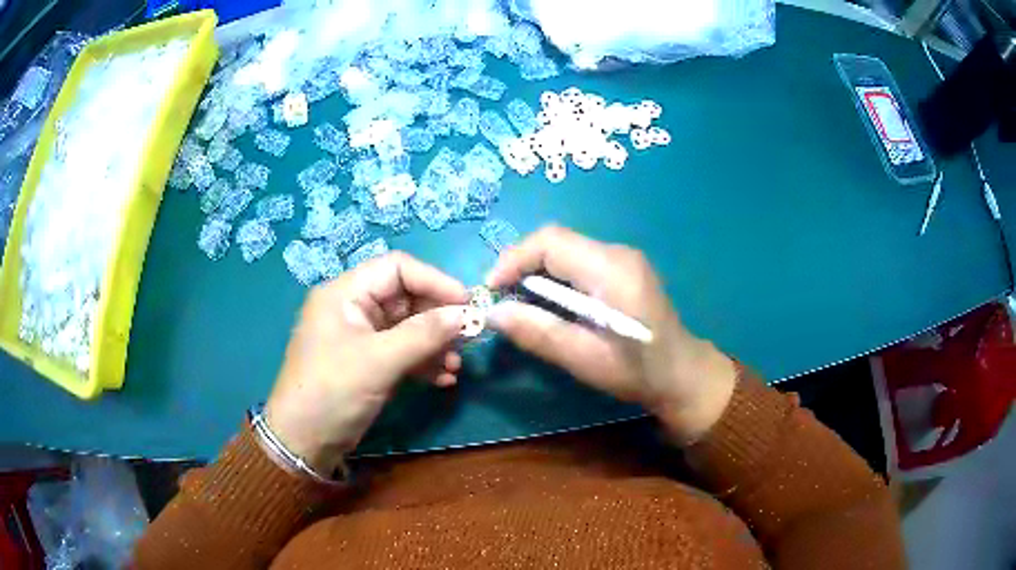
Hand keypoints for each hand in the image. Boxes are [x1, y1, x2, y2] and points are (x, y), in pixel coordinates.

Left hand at [265, 252, 467, 474]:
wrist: (303, 442)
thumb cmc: (332, 392)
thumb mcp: (378, 361)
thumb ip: (423, 335)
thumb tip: (465, 315)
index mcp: (346, 293)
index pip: (397, 269)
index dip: (435, 281)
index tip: (467, 303)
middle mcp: (353, 308)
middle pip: (406, 298)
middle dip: (438, 318)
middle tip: (467, 338)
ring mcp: (361, 337)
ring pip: (408, 327)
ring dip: (434, 344)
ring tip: (455, 366)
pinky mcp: (367, 362)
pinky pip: (402, 351)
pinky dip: (423, 362)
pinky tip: (443, 379)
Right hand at [486, 226, 736, 442]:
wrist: (682, 374)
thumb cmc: (638, 372)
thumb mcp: (584, 358)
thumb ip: (538, 332)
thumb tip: (493, 313)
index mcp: (611, 270)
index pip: (551, 241)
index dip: (513, 259)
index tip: (491, 289)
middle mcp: (618, 253)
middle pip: (556, 241)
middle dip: (521, 265)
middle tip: (501, 299)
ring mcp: (623, 258)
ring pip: (565, 250)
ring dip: (536, 271)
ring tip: (519, 304)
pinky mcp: (623, 268)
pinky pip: (578, 261)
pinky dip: (554, 277)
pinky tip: (548, 303)